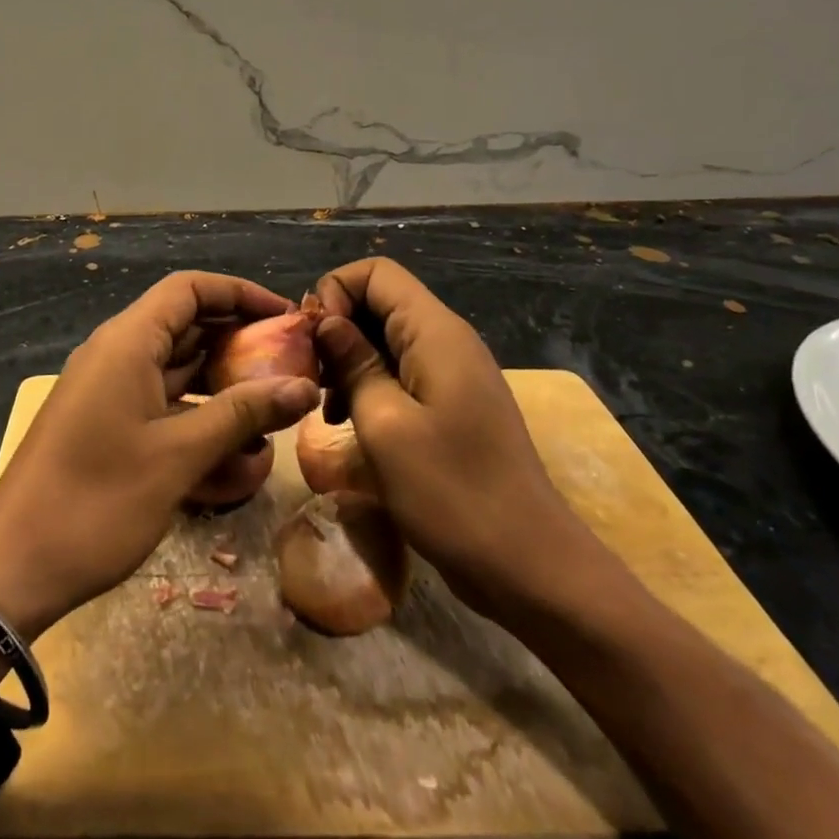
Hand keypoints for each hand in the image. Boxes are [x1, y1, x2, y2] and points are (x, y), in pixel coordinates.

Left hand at [0, 271, 320, 642]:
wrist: (15, 567)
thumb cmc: (98, 501)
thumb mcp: (179, 455)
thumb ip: (243, 414)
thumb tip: (304, 385)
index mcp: (127, 342)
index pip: (189, 289)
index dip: (239, 293)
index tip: (286, 315)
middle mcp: (116, 355)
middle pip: (185, 325)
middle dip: (238, 341)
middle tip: (289, 363)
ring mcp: (109, 391)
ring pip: (176, 368)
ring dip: (221, 384)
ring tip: (271, 408)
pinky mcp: (107, 425)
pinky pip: (160, 403)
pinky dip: (196, 415)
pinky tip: (234, 449)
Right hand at [313, 258, 595, 613]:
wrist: (529, 566)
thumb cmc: (452, 492)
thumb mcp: (385, 424)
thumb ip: (353, 362)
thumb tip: (326, 321)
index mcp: (434, 332)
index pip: (375, 272)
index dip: (334, 291)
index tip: (313, 340)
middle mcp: (446, 340)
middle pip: (378, 302)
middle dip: (336, 328)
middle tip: (310, 376)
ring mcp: (451, 373)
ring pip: (385, 338)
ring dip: (348, 360)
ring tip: (325, 405)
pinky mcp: (451, 404)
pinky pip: (401, 372)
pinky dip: (368, 385)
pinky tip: (348, 421)